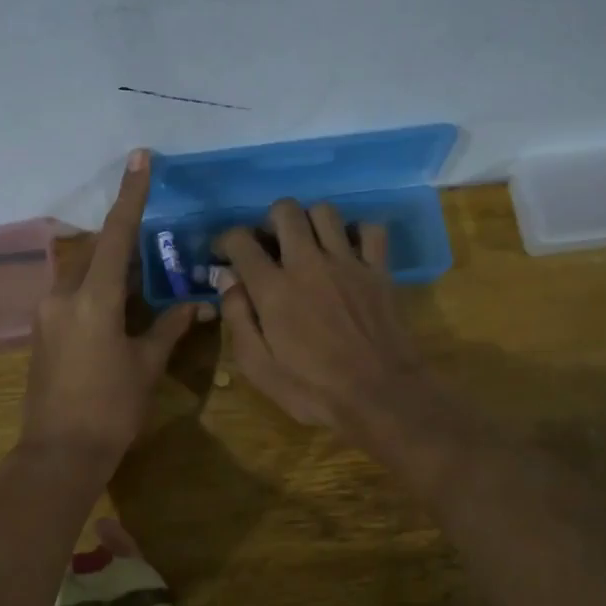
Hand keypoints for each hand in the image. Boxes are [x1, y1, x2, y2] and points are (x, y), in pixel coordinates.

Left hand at [21, 150, 201, 466]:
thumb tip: (197, 304)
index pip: (116, 235)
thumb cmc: (111, 409)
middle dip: (124, 244)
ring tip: (142, 282)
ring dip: (110, 270)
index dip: (131, 194)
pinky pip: (72, 296)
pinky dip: (96, 291)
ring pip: (82, 274)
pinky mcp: (42, 332)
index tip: (139, 158)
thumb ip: (169, 327)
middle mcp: (63, 296)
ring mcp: (47, 314)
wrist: (60, 453)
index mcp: (93, 299)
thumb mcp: (147, 365)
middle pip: (96, 252)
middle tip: (155, 249)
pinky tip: (118, 310)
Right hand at [213, 200, 427, 441]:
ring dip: (309, 222)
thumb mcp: (259, 368)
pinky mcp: (379, 270)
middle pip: (285, 210)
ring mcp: (348, 262)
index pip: (240, 241)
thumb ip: (238, 319)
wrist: (380, 395)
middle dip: (269, 221)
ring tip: (307, 246)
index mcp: (274, 288)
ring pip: (325, 211)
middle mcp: (308, 263)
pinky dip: (356, 233)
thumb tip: (227, 280)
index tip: (225, 257)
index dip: (226, 242)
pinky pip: (370, 229)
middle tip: (270, 247)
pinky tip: (348, 252)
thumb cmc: (313, 389)